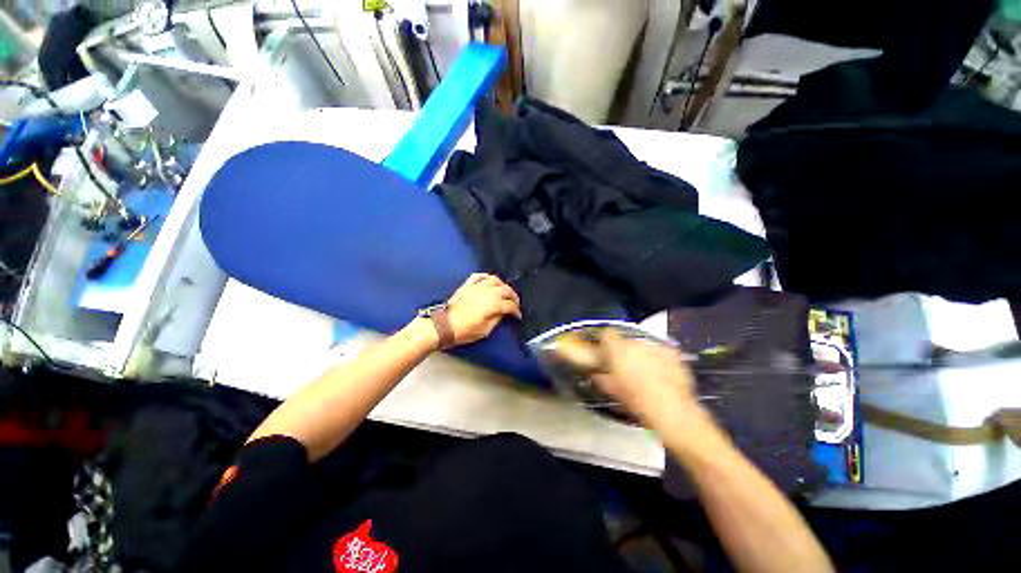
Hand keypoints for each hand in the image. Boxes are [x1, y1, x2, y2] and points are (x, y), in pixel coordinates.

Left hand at [446, 273, 521, 346]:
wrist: (444, 325)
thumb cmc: (465, 330)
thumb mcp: (485, 330)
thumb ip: (497, 319)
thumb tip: (503, 313)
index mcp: (493, 304)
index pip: (510, 305)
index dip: (516, 311)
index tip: (518, 316)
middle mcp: (488, 292)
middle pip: (506, 290)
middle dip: (513, 297)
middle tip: (515, 304)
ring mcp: (477, 286)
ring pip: (495, 280)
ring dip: (503, 285)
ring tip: (505, 291)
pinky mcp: (468, 285)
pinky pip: (480, 276)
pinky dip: (487, 277)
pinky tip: (490, 281)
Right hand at [593, 330, 701, 428]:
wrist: (669, 408)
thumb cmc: (636, 398)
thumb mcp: (611, 390)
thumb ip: (600, 378)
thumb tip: (596, 375)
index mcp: (616, 348)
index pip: (606, 334)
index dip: (605, 341)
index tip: (605, 351)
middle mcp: (634, 342)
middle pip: (625, 341)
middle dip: (624, 351)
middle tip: (625, 367)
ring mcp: (654, 346)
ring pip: (643, 346)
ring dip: (641, 355)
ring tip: (644, 373)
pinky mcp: (671, 353)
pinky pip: (660, 352)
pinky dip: (658, 360)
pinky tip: (660, 374)